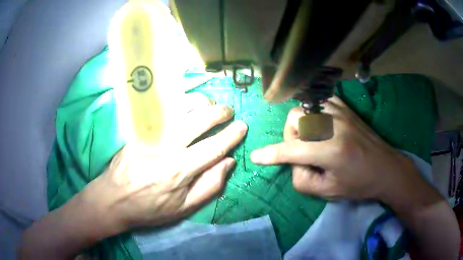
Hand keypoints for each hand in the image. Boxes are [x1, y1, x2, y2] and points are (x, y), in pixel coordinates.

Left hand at [82, 93, 247, 234]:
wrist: (113, 198)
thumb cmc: (149, 208)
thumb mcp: (183, 209)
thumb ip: (209, 186)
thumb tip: (228, 162)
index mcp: (179, 171)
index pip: (213, 147)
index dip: (231, 136)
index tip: (242, 127)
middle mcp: (166, 148)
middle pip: (198, 121)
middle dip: (218, 113)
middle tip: (229, 111)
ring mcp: (150, 135)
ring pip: (180, 108)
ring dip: (200, 102)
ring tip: (210, 104)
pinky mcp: (138, 129)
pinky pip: (162, 108)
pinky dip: (179, 100)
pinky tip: (188, 102)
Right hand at [251, 96, 431, 202]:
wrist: (387, 168)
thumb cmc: (360, 184)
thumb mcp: (329, 192)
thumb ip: (303, 180)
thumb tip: (292, 163)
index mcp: (332, 151)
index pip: (292, 151)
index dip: (271, 155)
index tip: (256, 157)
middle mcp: (335, 126)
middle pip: (295, 119)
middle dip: (291, 136)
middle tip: (303, 151)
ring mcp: (341, 113)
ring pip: (305, 108)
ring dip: (301, 125)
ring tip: (313, 139)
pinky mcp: (347, 108)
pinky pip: (320, 102)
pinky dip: (313, 113)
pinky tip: (321, 125)